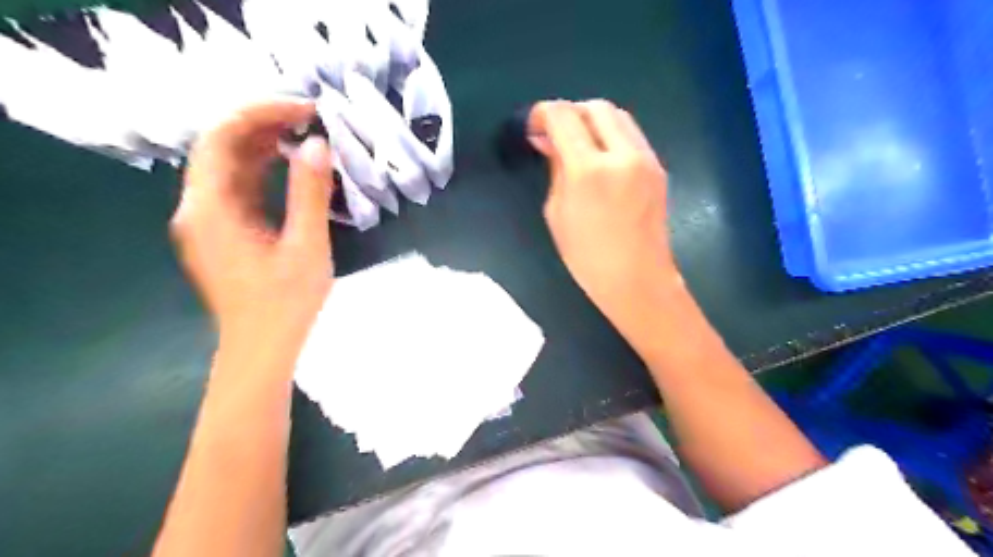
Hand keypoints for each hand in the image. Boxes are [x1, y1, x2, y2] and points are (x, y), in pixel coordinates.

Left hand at [172, 100, 335, 362]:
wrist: (261, 349)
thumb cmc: (285, 303)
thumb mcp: (306, 246)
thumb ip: (310, 193)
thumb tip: (317, 144)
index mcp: (210, 208)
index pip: (222, 137)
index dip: (262, 113)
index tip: (305, 109)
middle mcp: (197, 208)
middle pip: (220, 145)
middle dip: (263, 123)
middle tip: (309, 117)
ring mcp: (206, 220)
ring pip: (227, 164)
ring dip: (262, 143)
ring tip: (303, 133)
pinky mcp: (220, 231)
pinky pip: (235, 185)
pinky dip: (260, 167)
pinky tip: (288, 164)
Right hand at [530, 96, 679, 334]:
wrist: (638, 279)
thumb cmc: (587, 257)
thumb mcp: (556, 213)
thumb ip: (555, 169)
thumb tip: (549, 141)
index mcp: (589, 170)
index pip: (563, 117)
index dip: (542, 113)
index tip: (533, 126)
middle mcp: (622, 154)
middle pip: (595, 107)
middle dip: (570, 112)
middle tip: (554, 133)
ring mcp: (645, 158)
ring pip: (617, 115)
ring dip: (592, 120)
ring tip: (577, 142)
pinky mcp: (657, 167)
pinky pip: (631, 134)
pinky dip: (610, 134)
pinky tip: (600, 156)